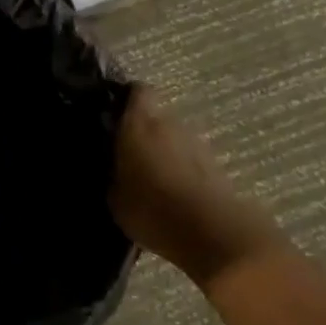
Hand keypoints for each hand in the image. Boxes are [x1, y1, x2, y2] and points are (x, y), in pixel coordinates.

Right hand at [110, 86, 283, 287]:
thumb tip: (111, 165)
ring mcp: (196, 143)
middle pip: (154, 116)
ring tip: (147, 177)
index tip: (112, 114)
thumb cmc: (153, 210)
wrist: (213, 233)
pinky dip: (179, 168)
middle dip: (141, 130)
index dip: (125, 99)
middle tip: (124, 153)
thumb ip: (111, 172)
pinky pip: (188, 158)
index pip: (136, 91)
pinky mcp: (214, 164)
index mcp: (140, 124)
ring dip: (162, 151)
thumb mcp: (114, 197)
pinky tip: (169, 192)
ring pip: (172, 137)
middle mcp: (170, 124)